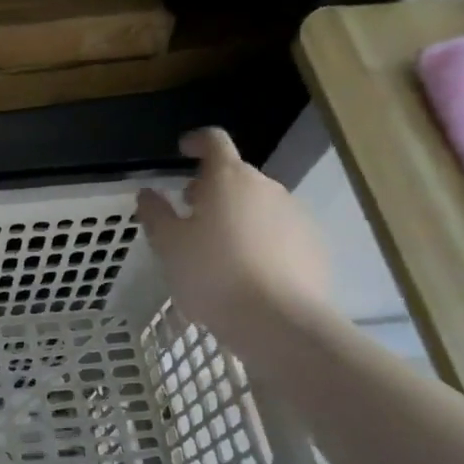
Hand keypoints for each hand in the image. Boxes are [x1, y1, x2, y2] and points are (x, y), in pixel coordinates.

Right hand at [136, 128, 332, 356]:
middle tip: (191, 214)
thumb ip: (155, 213)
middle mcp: (266, 187)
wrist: (279, 322)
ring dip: (238, 214)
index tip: (183, 151)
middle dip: (212, 188)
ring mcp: (296, 215)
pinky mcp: (314, 245)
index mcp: (228, 179)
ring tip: (219, 249)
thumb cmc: (213, 275)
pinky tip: (249, 271)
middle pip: (236, 175)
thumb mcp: (168, 246)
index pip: (214, 141)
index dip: (197, 142)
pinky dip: (262, 239)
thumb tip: (148, 193)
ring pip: (259, 204)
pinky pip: (280, 231)